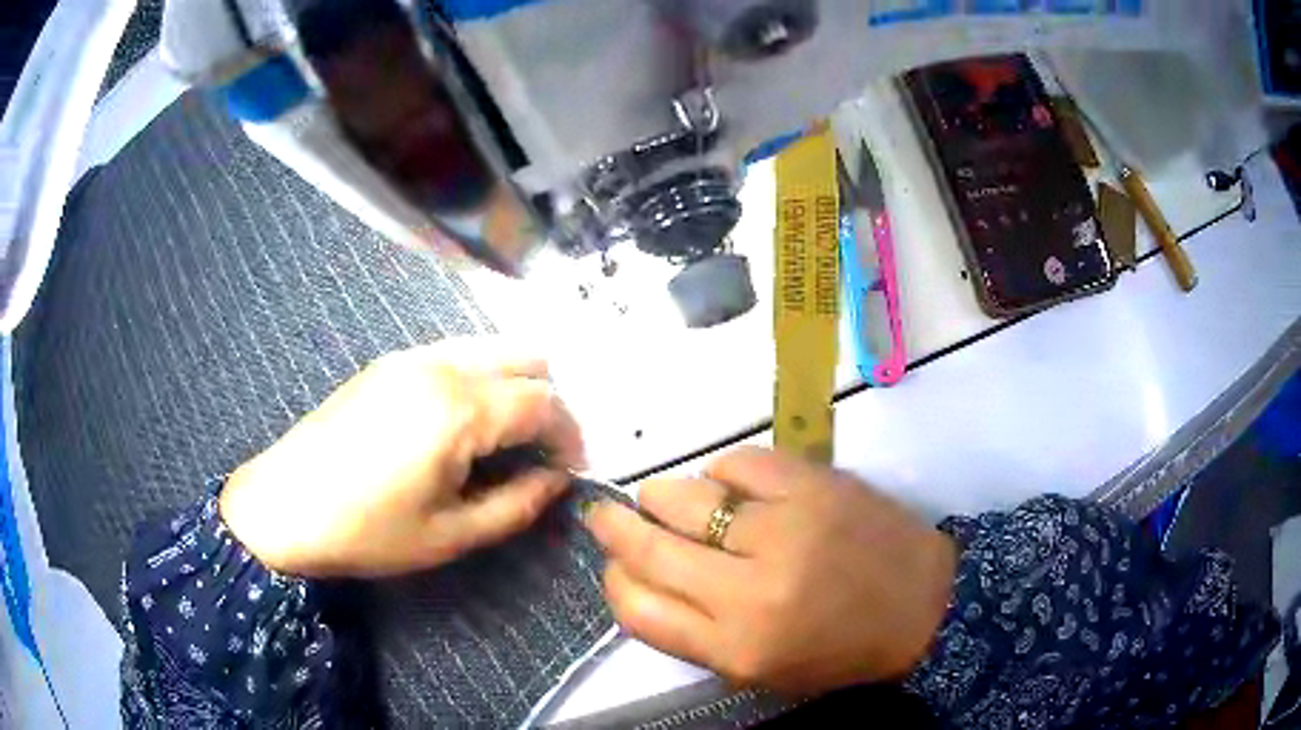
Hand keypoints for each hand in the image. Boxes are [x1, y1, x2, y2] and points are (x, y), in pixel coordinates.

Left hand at [220, 339, 585, 578]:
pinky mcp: (389, 362)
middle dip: (549, 401)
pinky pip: (455, 353)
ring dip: (514, 384)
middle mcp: (442, 365)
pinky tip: (462, 421)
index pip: (545, 402)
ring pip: (491, 348)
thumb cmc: (368, 530)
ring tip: (505, 436)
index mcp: (460, 409)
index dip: (569, 435)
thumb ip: (517, 505)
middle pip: (526, 359)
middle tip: (541, 449)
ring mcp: (411, 356)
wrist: (285, 504)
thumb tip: (555, 481)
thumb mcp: (451, 534)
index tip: (569, 469)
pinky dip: (479, 377)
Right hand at [586, 446, 955, 696]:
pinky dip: (721, 472)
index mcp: (735, 647)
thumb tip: (641, 577)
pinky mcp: (812, 484)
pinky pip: (736, 463)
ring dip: (663, 498)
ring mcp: (783, 529)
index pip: (636, 608)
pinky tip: (728, 486)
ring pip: (683, 496)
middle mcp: (749, 590)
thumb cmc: (839, 650)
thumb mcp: (759, 668)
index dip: (614, 581)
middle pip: (648, 548)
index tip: (615, 566)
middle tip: (605, 513)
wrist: (924, 606)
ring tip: (668, 502)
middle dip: (614, 527)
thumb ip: (693, 632)